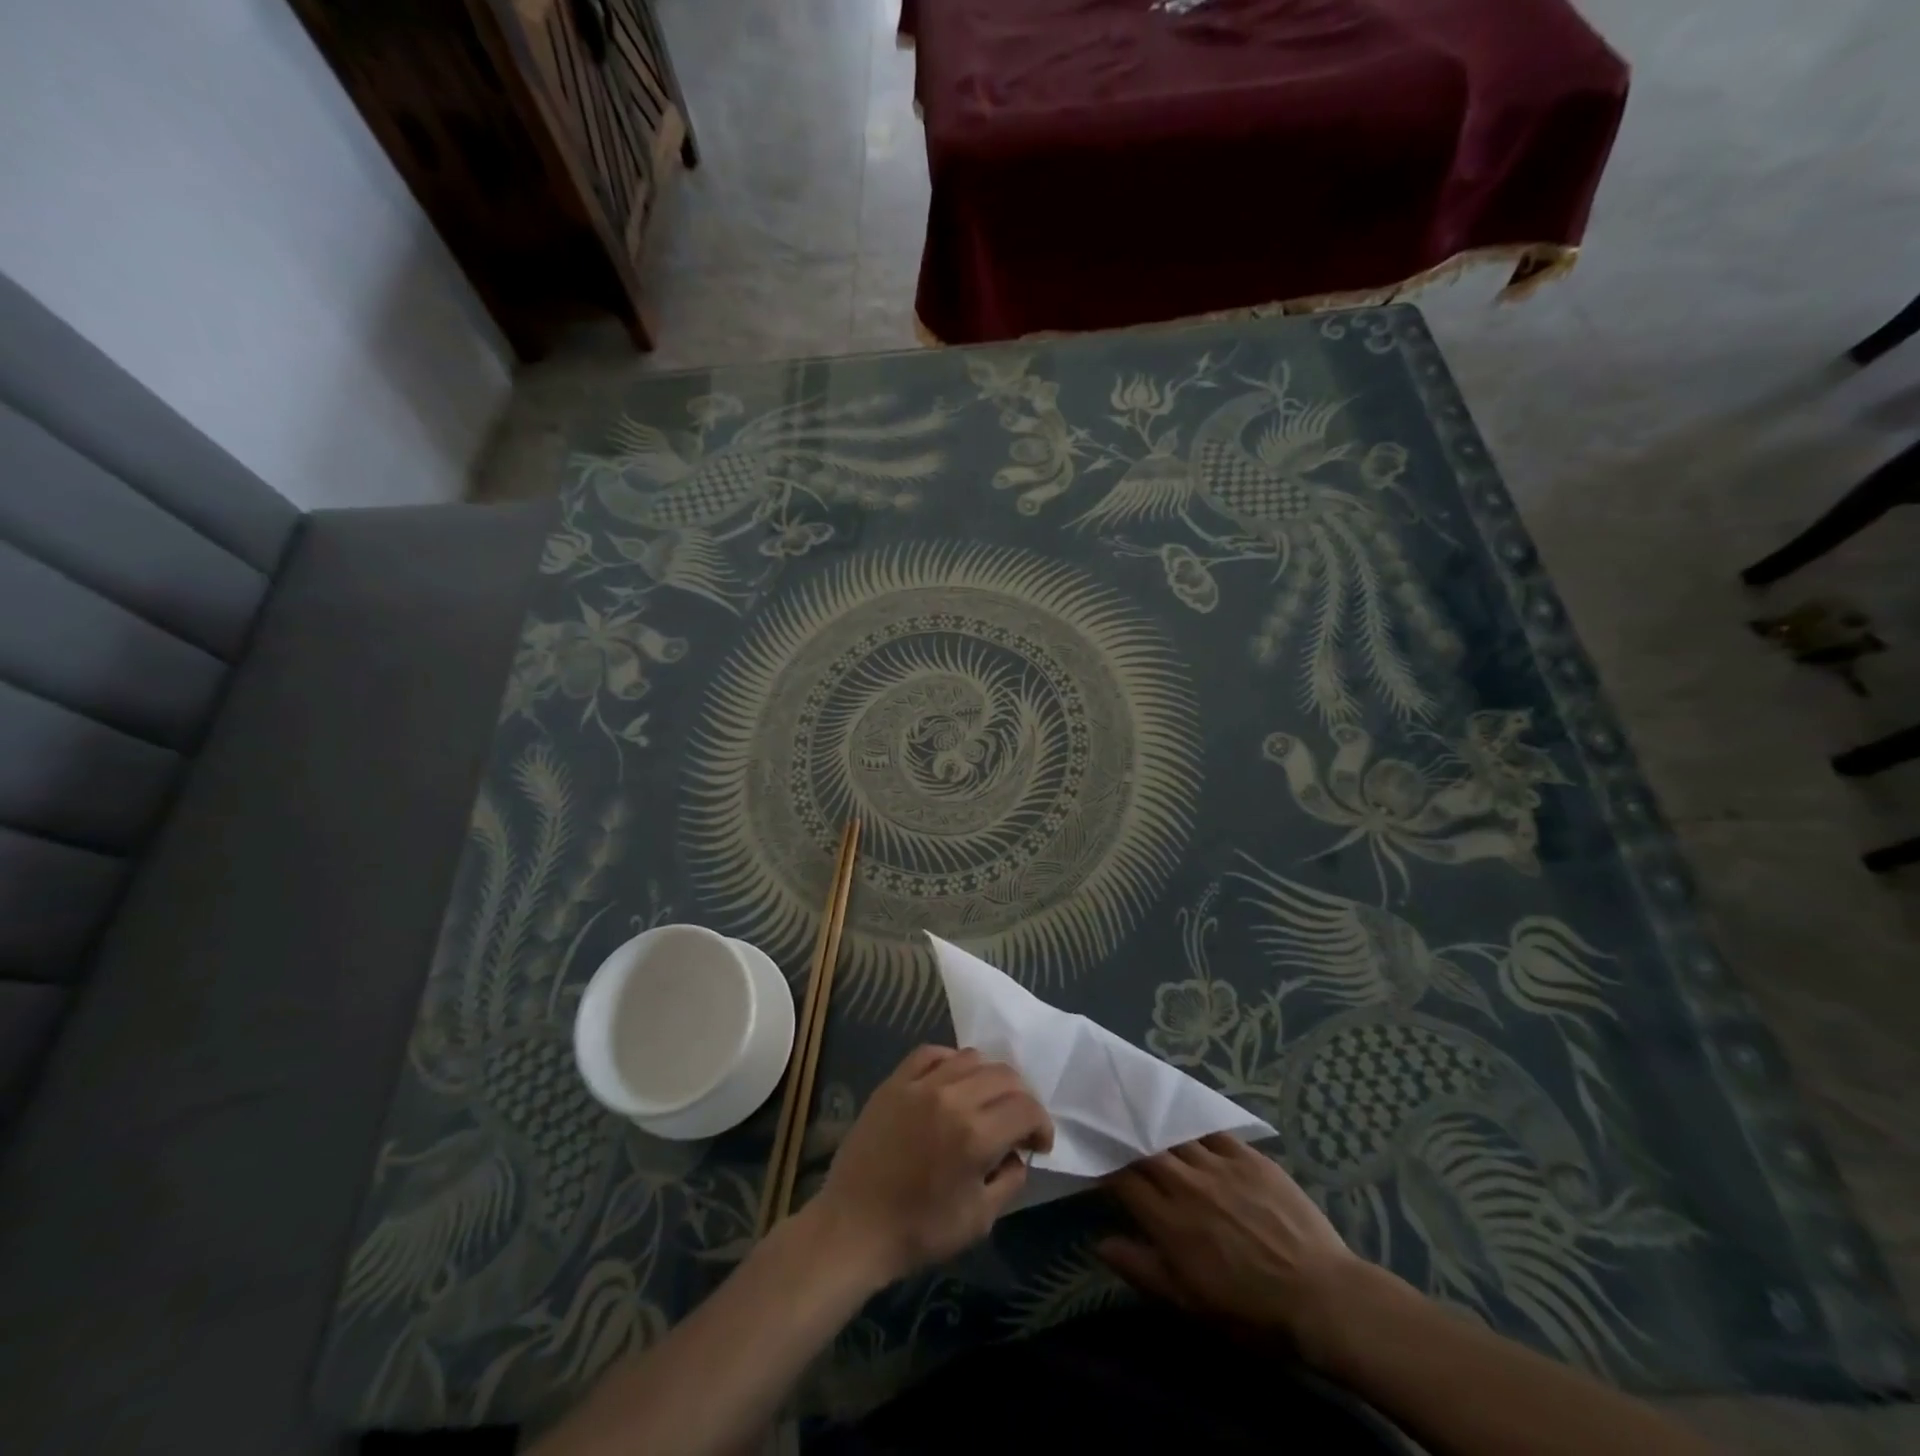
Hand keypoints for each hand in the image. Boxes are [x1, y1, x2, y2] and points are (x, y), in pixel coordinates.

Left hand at [809, 1046, 1053, 1288]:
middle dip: (1022, 1098)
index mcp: (976, 1135)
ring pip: (972, 1058)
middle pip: (1005, 1076)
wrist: (853, 1227)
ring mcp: (920, 1084)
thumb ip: (1009, 1180)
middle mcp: (952, 1098)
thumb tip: (1017, 1153)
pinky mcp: (895, 1081)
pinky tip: (953, 1079)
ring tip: (987, 1101)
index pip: (1027, 1107)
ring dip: (990, 1077)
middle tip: (1018, 1123)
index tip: (1038, 1144)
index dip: (1042, 1124)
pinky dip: (951, 1060)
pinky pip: (931, 1053)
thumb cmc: (919, 1231)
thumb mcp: (979, 1220)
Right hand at [1099, 1133, 1361, 1362]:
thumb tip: (1100, 1242)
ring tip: (1146, 1120)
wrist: (1322, 1298)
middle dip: (1127, 1139)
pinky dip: (1196, 1128)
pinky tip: (1190, 1125)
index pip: (1123, 1180)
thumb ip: (1142, 1269)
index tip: (1096, 1159)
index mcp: (1169, 1222)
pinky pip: (1214, 1131)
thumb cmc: (1252, 1313)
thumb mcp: (1190, 1304)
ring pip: (1177, 1136)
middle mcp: (1188, 1185)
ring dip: (1158, 1130)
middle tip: (1115, 1129)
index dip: (1106, 1167)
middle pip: (1146, 1149)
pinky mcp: (1250, 1158)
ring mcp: (1220, 1166)